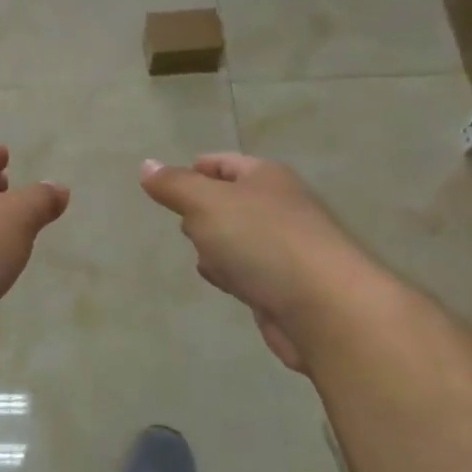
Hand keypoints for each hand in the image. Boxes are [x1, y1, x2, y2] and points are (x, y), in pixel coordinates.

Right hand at [139, 154, 368, 373]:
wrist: (325, 308)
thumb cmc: (262, 242)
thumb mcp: (207, 204)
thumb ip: (174, 185)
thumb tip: (147, 165)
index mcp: (265, 178)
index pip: (224, 163)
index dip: (197, 169)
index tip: (169, 183)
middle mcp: (278, 208)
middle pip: (231, 201)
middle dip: (203, 210)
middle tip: (183, 219)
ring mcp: (284, 249)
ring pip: (237, 239)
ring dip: (215, 245)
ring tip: (199, 252)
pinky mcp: (284, 287)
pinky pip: (248, 271)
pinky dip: (231, 273)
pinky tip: (221, 282)